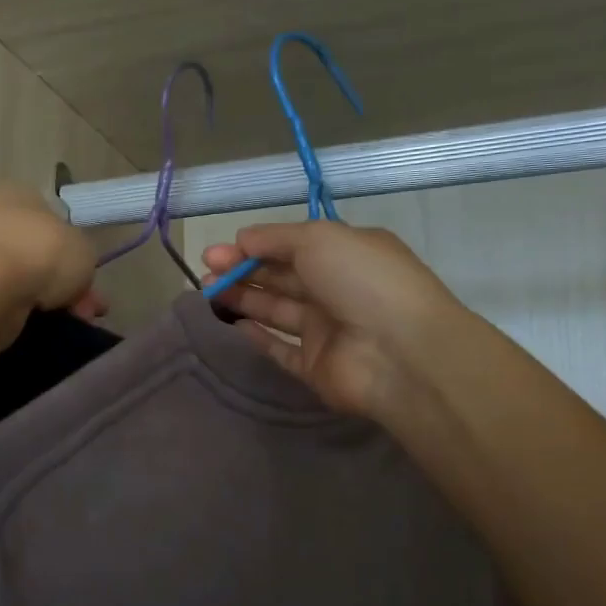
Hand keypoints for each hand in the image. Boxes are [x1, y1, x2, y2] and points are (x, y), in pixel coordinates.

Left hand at [0, 185, 101, 355]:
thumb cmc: (40, 253)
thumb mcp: (84, 249)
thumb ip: (82, 259)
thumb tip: (72, 277)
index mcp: (20, 195)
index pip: (54, 221)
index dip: (76, 252)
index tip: (91, 281)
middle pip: (42, 256)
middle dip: (68, 285)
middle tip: (88, 310)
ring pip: (26, 283)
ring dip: (50, 303)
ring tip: (71, 324)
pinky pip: (6, 304)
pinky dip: (24, 316)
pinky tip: (42, 328)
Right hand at [202, 222, 460, 421]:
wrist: (400, 353)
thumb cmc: (362, 281)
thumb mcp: (319, 238)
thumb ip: (275, 238)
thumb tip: (242, 239)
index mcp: (346, 254)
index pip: (292, 246)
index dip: (254, 247)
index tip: (219, 251)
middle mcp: (336, 290)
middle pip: (281, 277)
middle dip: (242, 271)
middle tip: (205, 272)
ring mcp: (327, 331)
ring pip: (277, 311)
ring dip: (244, 299)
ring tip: (207, 292)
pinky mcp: (315, 367)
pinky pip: (281, 351)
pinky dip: (258, 338)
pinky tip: (234, 326)